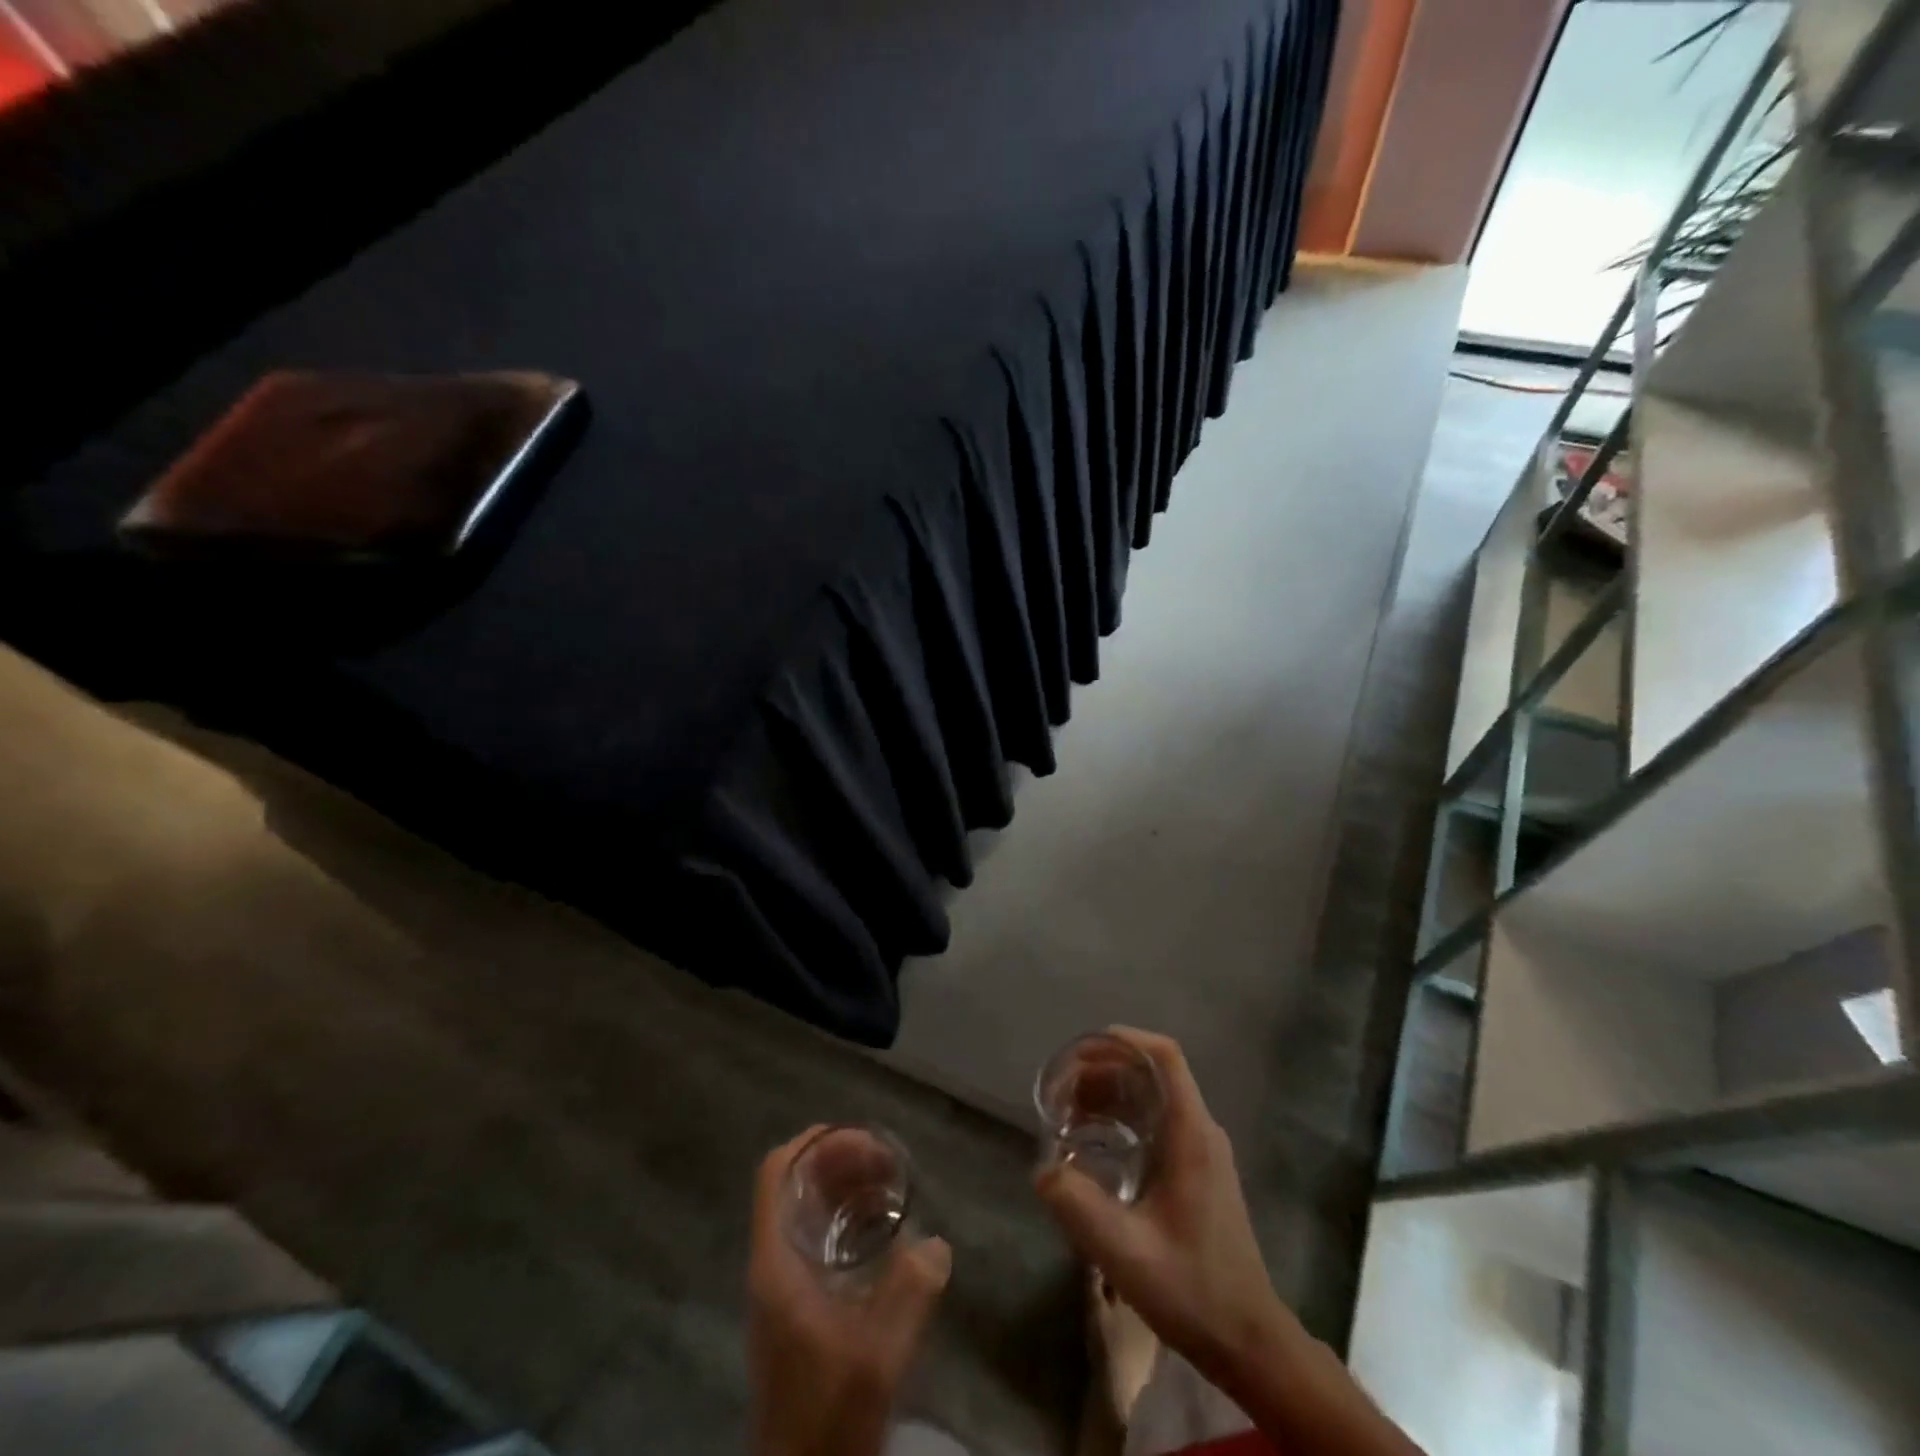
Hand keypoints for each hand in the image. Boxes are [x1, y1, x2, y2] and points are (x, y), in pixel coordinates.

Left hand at [749, 1127, 952, 1455]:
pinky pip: (819, 1239)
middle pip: (796, 1185)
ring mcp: (783, 1285)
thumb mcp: (877, 1354)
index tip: (859, 1136)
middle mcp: (774, 1262)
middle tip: (889, 1161)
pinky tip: (884, 1231)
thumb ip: (909, 1294)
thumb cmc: (828, 1411)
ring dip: (846, 1189)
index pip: (776, 1173)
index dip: (813, 1142)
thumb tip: (937, 1243)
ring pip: (808, 1211)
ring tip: (892, 1186)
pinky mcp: (798, 1306)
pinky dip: (848, 1219)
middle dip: (840, 1161)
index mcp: (776, 1261)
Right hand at [1033, 1029, 1294, 1392]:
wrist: (1248, 1342)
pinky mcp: (1197, 1172)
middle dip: (1104, 1070)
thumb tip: (1042, 1169)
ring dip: (1110, 1095)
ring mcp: (1201, 1151)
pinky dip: (1122, 1118)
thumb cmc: (1192, 1289)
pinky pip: (1156, 1123)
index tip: (1082, 1048)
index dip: (1125, 1040)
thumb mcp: (1125, 1250)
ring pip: (1152, 1098)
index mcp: (1191, 1133)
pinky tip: (1094, 1143)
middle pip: (1151, 1074)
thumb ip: (1078, 1205)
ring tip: (1068, 1113)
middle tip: (1061, 1089)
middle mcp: (1199, 1131)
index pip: (1165, 1057)